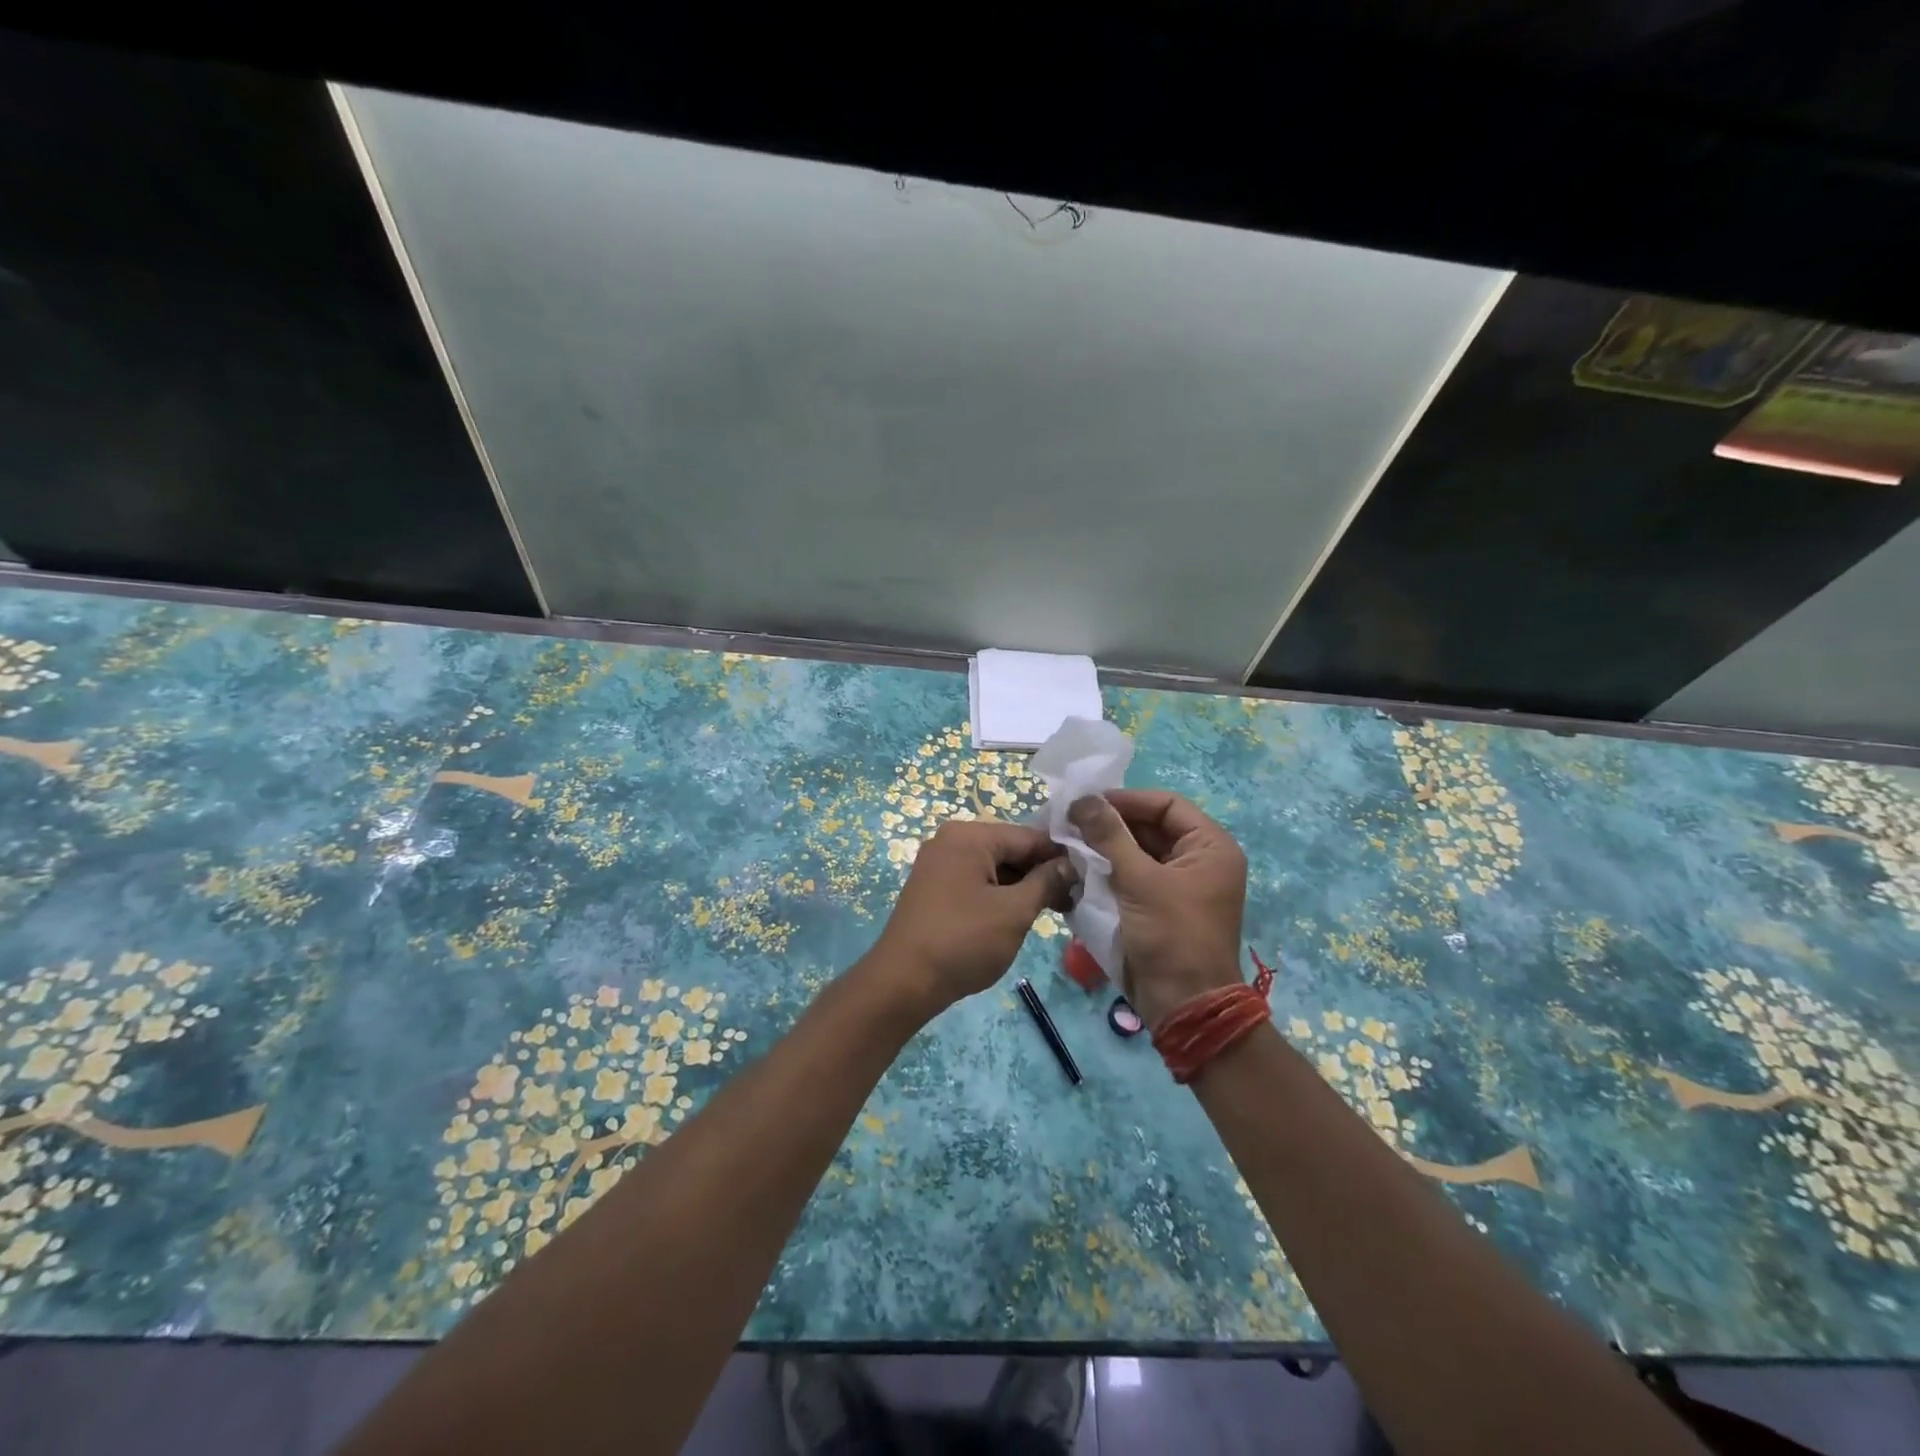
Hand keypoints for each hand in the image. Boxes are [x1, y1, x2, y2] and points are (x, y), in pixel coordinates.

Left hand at [869, 821, 1074, 1015]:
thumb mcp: (1014, 912)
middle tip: (1073, 901)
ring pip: (994, 867)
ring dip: (1023, 887)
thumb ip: (1046, 883)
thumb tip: (1069, 865)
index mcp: (970, 836)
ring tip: (1054, 911)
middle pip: (1010, 849)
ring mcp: (939, 864)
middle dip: (1042, 873)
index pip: (1029, 836)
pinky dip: (1000, 895)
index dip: (1061, 857)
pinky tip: (1020, 915)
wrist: (903, 982)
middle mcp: (951, 841)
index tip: (1088, 880)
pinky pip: (976, 881)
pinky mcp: (934, 888)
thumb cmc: (963, 941)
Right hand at [1068, 789, 1246, 1029]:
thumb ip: (1109, 836)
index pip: (1167, 805)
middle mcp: (1199, 861)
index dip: (1127, 800)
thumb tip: (1083, 799)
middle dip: (1111, 824)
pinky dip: (1109, 871)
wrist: (1184, 1006)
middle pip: (1151, 827)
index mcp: (1210, 847)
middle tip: (1070, 822)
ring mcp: (1180, 886)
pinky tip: (1078, 868)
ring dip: (1105, 847)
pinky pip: (1133, 877)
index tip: (1087, 803)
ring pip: (1138, 852)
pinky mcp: (1161, 907)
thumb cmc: (1171, 936)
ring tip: (1068, 842)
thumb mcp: (1138, 881)